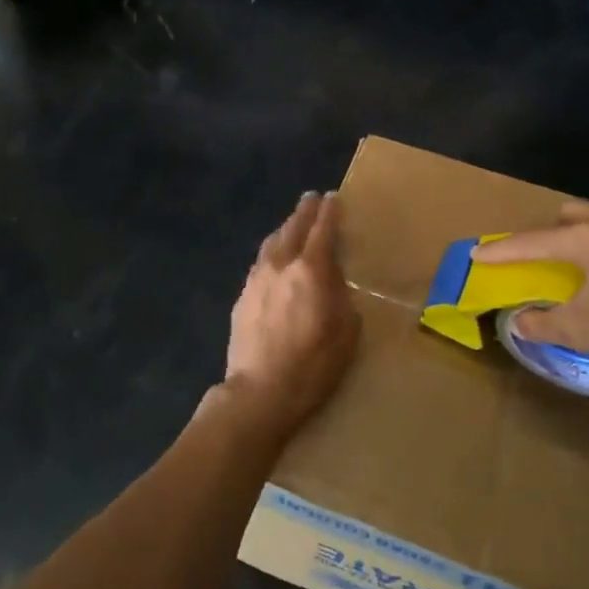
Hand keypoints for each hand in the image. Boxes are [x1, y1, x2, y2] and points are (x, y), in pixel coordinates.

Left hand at [225, 191, 358, 434]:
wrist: (261, 390)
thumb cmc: (314, 364)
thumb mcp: (346, 330)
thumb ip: (341, 295)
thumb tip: (333, 278)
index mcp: (311, 269)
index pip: (322, 230)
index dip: (329, 212)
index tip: (333, 197)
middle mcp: (282, 264)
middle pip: (293, 227)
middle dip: (305, 211)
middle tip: (312, 199)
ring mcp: (257, 278)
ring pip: (272, 241)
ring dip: (285, 228)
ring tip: (293, 223)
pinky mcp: (242, 295)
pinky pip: (260, 262)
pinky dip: (272, 251)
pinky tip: (274, 258)